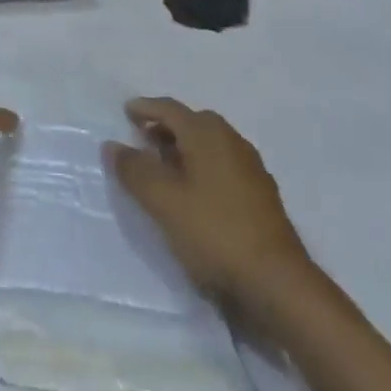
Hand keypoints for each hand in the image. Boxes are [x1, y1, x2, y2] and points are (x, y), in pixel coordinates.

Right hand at [108, 98, 316, 302]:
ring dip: (184, 148)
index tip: (126, 111)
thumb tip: (113, 145)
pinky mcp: (260, 196)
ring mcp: (251, 169)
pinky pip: (223, 166)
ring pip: (210, 145)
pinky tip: (193, 192)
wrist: (276, 282)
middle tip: (142, 138)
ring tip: (162, 167)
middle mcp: (232, 142)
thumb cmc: (213, 232)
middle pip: (194, 123)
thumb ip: (135, 170)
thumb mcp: (162, 201)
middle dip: (166, 126)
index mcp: (208, 135)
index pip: (171, 109)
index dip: (146, 108)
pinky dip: (202, 167)